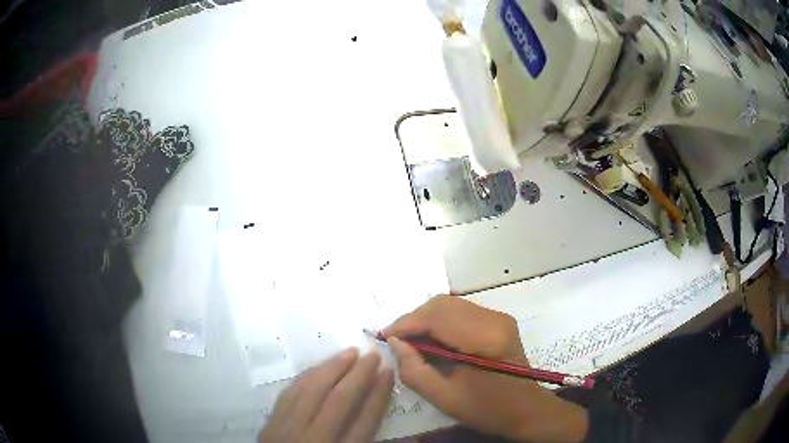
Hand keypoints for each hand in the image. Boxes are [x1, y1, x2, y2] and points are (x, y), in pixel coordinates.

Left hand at [258, 348, 393, 442]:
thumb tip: (416, 438)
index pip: (366, 421)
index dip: (379, 395)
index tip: (388, 372)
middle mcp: (315, 440)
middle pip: (339, 401)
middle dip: (359, 375)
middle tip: (372, 354)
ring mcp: (288, 431)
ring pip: (311, 391)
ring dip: (331, 369)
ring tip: (348, 353)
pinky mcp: (270, 425)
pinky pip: (288, 394)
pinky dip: (305, 378)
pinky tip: (317, 369)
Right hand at [382, 296, 588, 442]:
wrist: (526, 410)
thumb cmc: (487, 409)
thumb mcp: (444, 398)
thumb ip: (414, 370)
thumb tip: (396, 342)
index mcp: (484, 339)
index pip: (437, 317)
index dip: (407, 323)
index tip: (386, 337)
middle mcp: (494, 319)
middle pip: (443, 304)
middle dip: (414, 318)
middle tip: (398, 340)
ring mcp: (499, 317)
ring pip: (451, 304)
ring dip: (427, 318)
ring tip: (412, 341)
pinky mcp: (499, 321)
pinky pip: (462, 311)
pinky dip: (441, 321)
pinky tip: (433, 340)